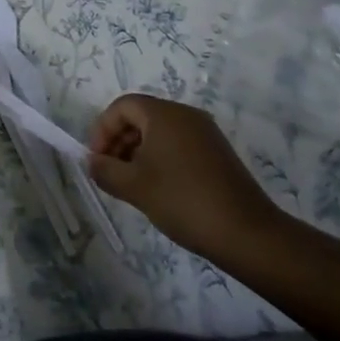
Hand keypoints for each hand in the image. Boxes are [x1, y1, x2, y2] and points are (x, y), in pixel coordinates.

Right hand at [86, 94, 284, 264]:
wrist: (247, 234)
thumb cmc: (183, 201)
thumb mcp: (134, 187)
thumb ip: (105, 170)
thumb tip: (92, 162)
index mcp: (164, 114)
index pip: (122, 106)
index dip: (102, 129)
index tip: (96, 159)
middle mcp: (186, 114)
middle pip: (141, 116)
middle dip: (119, 140)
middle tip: (109, 171)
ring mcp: (205, 133)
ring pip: (160, 132)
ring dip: (138, 151)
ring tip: (130, 183)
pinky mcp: (218, 153)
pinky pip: (179, 144)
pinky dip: (161, 158)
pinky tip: (158, 188)